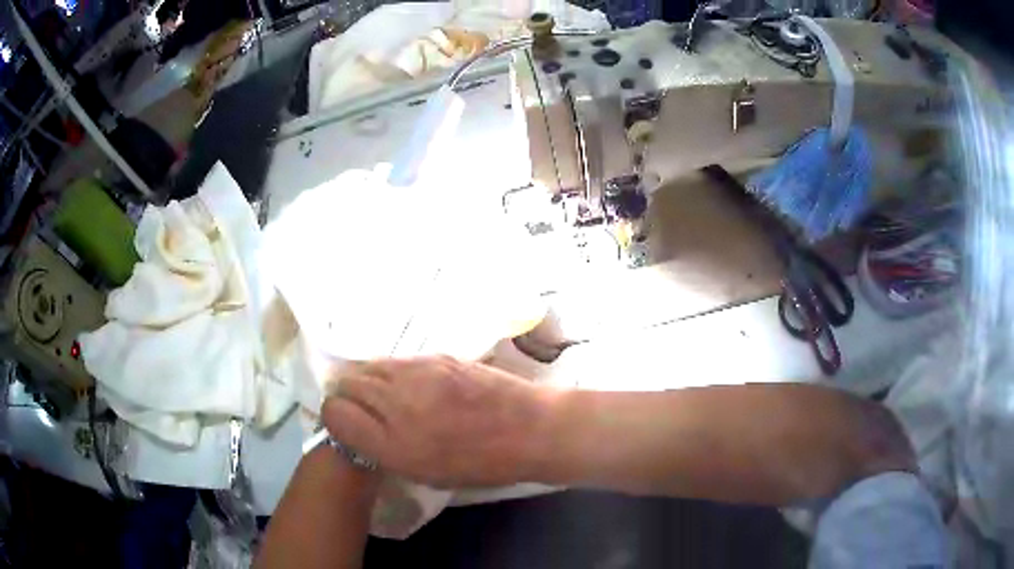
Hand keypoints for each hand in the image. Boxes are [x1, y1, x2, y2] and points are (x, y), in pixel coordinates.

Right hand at [321, 356, 554, 487]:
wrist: (530, 429)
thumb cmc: (482, 464)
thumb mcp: (425, 474)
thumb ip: (384, 450)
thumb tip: (357, 428)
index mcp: (394, 445)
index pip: (335, 414)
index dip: (335, 418)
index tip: (345, 424)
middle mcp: (398, 405)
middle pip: (347, 384)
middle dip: (347, 396)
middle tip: (361, 409)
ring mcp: (418, 374)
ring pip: (369, 366)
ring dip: (368, 380)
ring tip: (384, 395)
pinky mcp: (437, 357)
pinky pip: (397, 361)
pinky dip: (393, 372)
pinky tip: (410, 385)